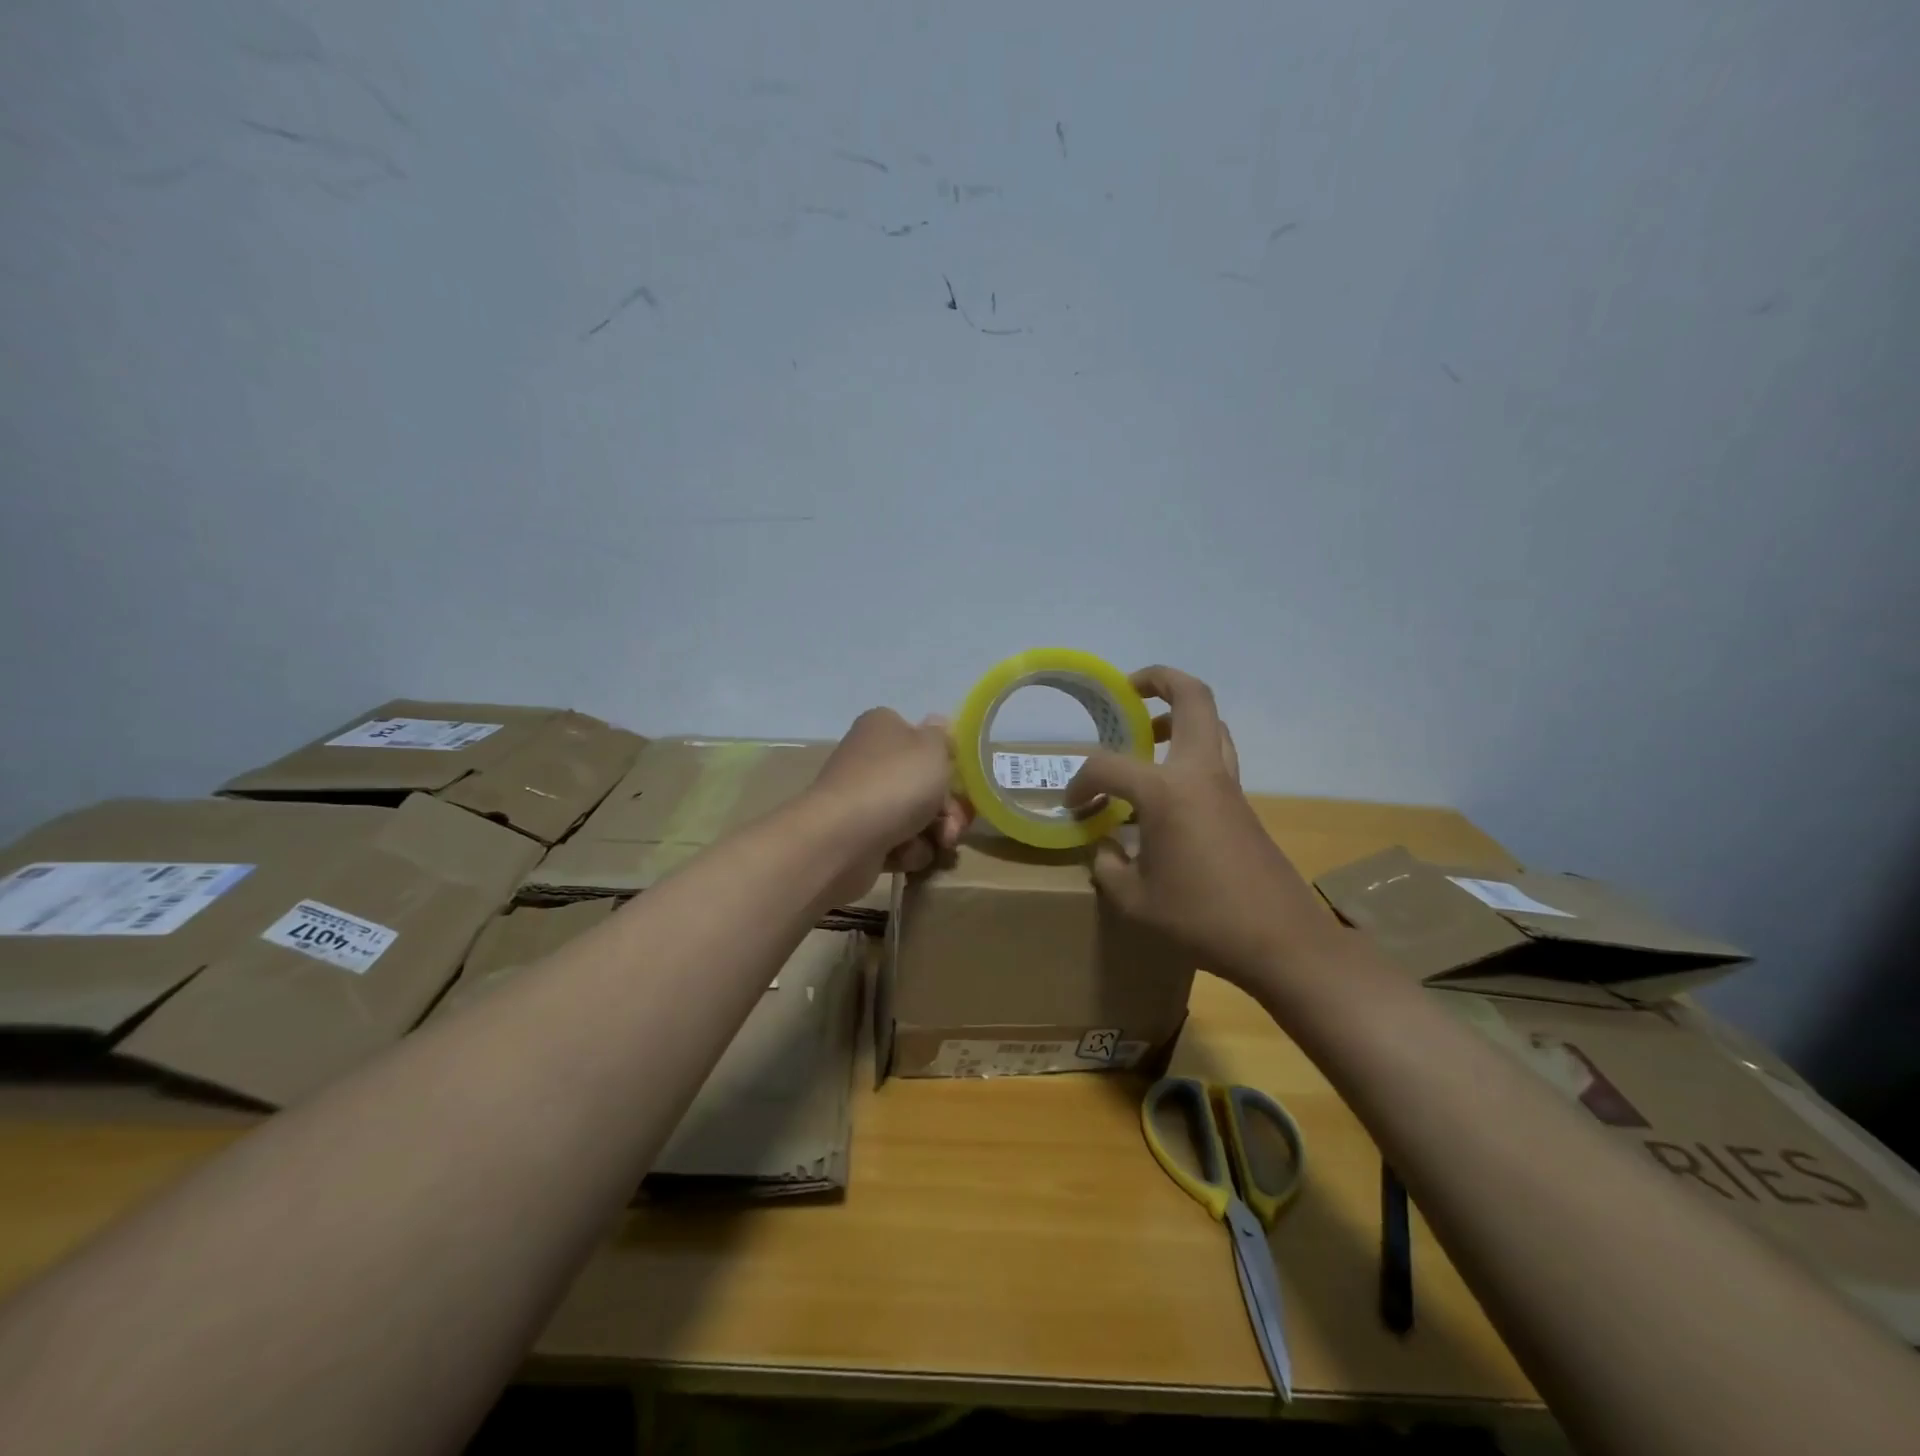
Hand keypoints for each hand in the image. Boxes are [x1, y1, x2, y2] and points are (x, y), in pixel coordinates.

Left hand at [807, 708, 972, 903]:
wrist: (842, 839)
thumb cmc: (894, 783)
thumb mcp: (932, 748)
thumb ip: (942, 736)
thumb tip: (938, 723)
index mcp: (883, 727)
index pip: (921, 738)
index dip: (945, 761)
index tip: (960, 780)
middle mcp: (868, 759)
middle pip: (922, 782)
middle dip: (947, 807)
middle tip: (954, 824)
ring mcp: (861, 800)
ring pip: (914, 816)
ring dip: (932, 832)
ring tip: (936, 844)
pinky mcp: (857, 837)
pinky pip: (896, 843)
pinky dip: (907, 851)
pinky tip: (905, 855)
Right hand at [1064, 667, 1336, 986]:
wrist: (1282, 941)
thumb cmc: (1201, 919)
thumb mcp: (1135, 901)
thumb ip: (1109, 866)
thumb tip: (1106, 847)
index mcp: (1166, 791)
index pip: (1108, 766)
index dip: (1080, 781)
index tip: (1074, 807)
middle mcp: (1200, 773)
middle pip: (1192, 698)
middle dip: (1159, 680)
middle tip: (1129, 692)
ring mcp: (1228, 786)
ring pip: (1211, 724)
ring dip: (1180, 715)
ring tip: (1149, 734)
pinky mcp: (1242, 805)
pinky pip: (1215, 756)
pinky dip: (1189, 751)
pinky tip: (1167, 789)